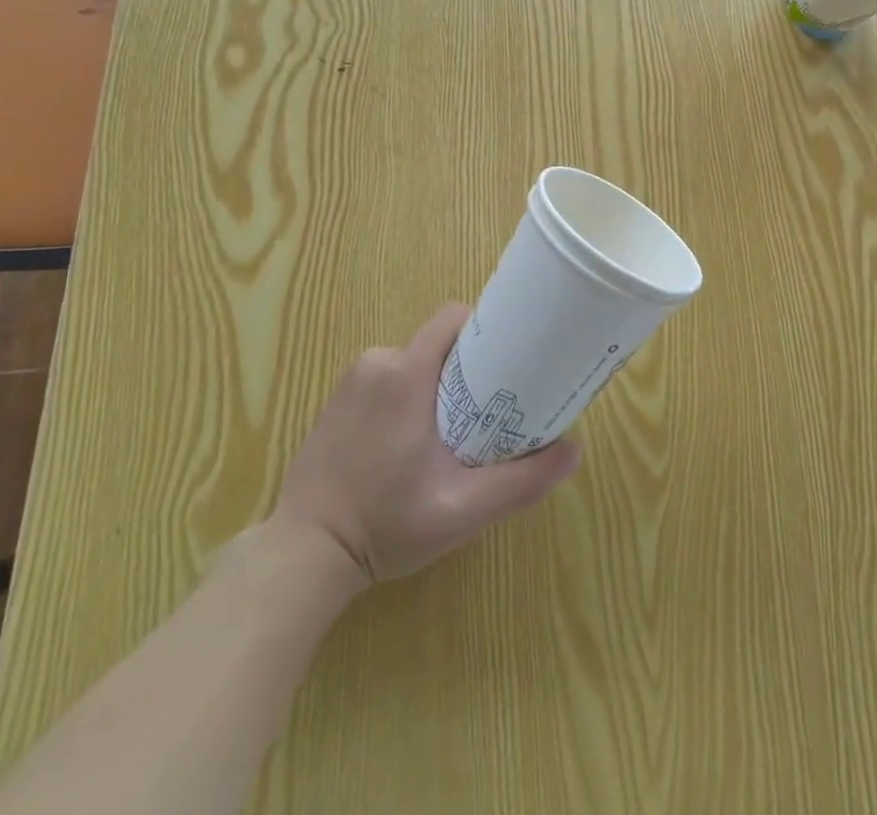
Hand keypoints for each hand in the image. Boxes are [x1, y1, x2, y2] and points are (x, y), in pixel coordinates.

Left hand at [268, 304, 579, 587]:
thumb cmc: (384, 526)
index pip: (453, 320)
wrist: (302, 555)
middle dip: (464, 368)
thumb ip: (519, 482)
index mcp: (406, 374)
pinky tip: (407, 442)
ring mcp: (351, 380)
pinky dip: (405, 396)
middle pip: (436, 343)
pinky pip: (385, 378)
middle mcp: (376, 363)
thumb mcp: (461, 510)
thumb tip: (574, 450)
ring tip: (447, 435)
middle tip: (484, 411)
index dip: (484, 330)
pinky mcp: (335, 399)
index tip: (506, 360)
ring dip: (433, 385)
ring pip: (412, 361)